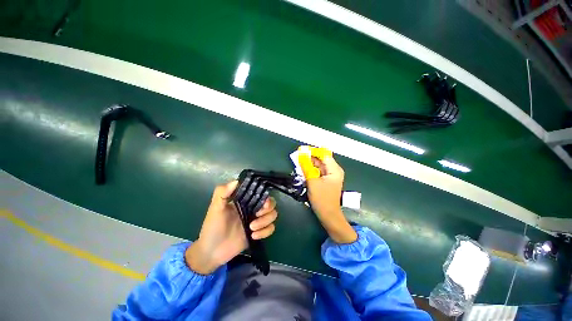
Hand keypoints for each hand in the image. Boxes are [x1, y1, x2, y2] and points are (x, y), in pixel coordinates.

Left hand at [185, 181, 277, 274]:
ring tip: (252, 228)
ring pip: (273, 215)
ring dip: (265, 221)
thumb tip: (236, 181)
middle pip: (271, 203)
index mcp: (245, 201)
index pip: (261, 193)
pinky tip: (253, 236)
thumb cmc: (213, 227)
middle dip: (268, 209)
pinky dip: (265, 232)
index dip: (265, 196)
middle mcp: (253, 209)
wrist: (211, 252)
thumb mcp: (215, 208)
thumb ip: (222, 193)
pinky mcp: (258, 233)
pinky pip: (271, 229)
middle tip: (257, 215)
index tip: (262, 202)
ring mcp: (257, 221)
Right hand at [307, 156, 356, 243]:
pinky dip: (311, 170)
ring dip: (309, 164)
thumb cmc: (322, 199)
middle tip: (298, 157)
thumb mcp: (312, 181)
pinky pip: (319, 171)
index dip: (312, 151)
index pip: (323, 154)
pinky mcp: (327, 180)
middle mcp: (334, 170)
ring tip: (299, 162)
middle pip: (321, 159)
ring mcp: (331, 176)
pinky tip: (304, 170)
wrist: (328, 215)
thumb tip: (301, 155)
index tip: (301, 150)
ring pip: (319, 165)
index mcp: (334, 169)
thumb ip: (306, 167)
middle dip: (310, 157)